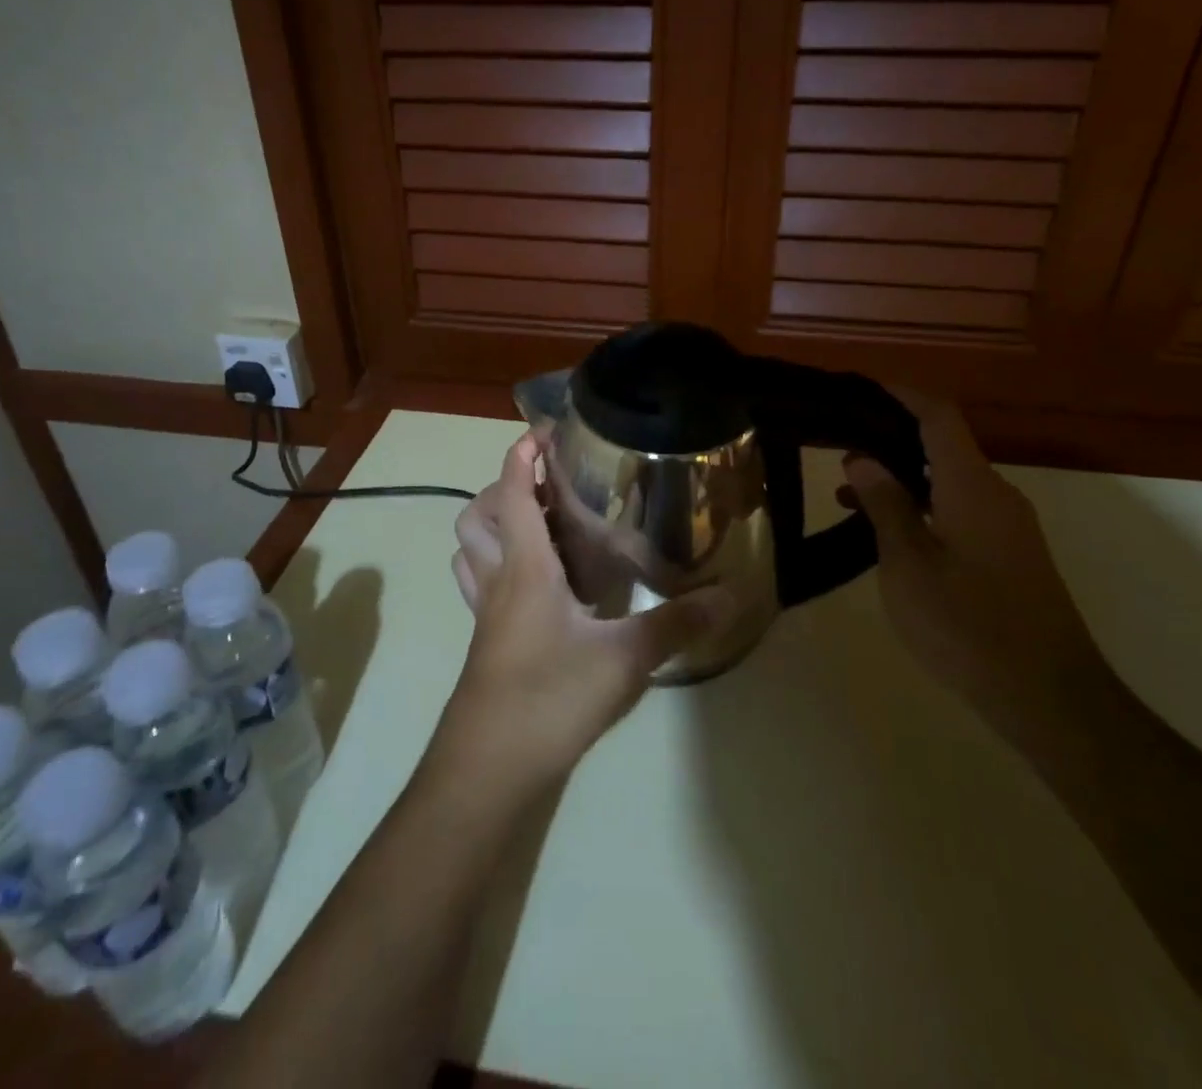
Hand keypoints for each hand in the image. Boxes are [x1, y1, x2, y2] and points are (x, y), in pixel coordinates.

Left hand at [443, 434, 714, 784]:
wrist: (490, 768)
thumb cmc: (551, 698)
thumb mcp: (624, 659)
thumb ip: (676, 624)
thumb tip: (731, 595)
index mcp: (525, 568)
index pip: (514, 494)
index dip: (521, 456)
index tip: (540, 431)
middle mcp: (498, 580)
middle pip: (477, 516)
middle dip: (503, 488)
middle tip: (547, 486)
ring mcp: (485, 614)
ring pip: (470, 550)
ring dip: (493, 525)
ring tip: (538, 525)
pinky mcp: (486, 642)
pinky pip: (480, 584)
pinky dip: (497, 565)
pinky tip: (539, 585)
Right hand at [840, 395, 1107, 745]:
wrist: (1051, 699)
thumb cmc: (969, 626)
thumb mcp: (908, 565)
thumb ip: (886, 505)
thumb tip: (862, 458)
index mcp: (972, 486)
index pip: (938, 415)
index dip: (901, 394)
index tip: (860, 387)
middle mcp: (996, 495)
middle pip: (943, 444)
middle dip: (891, 436)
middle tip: (839, 443)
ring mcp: (1008, 526)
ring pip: (949, 481)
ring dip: (902, 477)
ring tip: (847, 492)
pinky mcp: (1010, 555)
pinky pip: (959, 509)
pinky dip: (922, 506)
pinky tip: (888, 532)